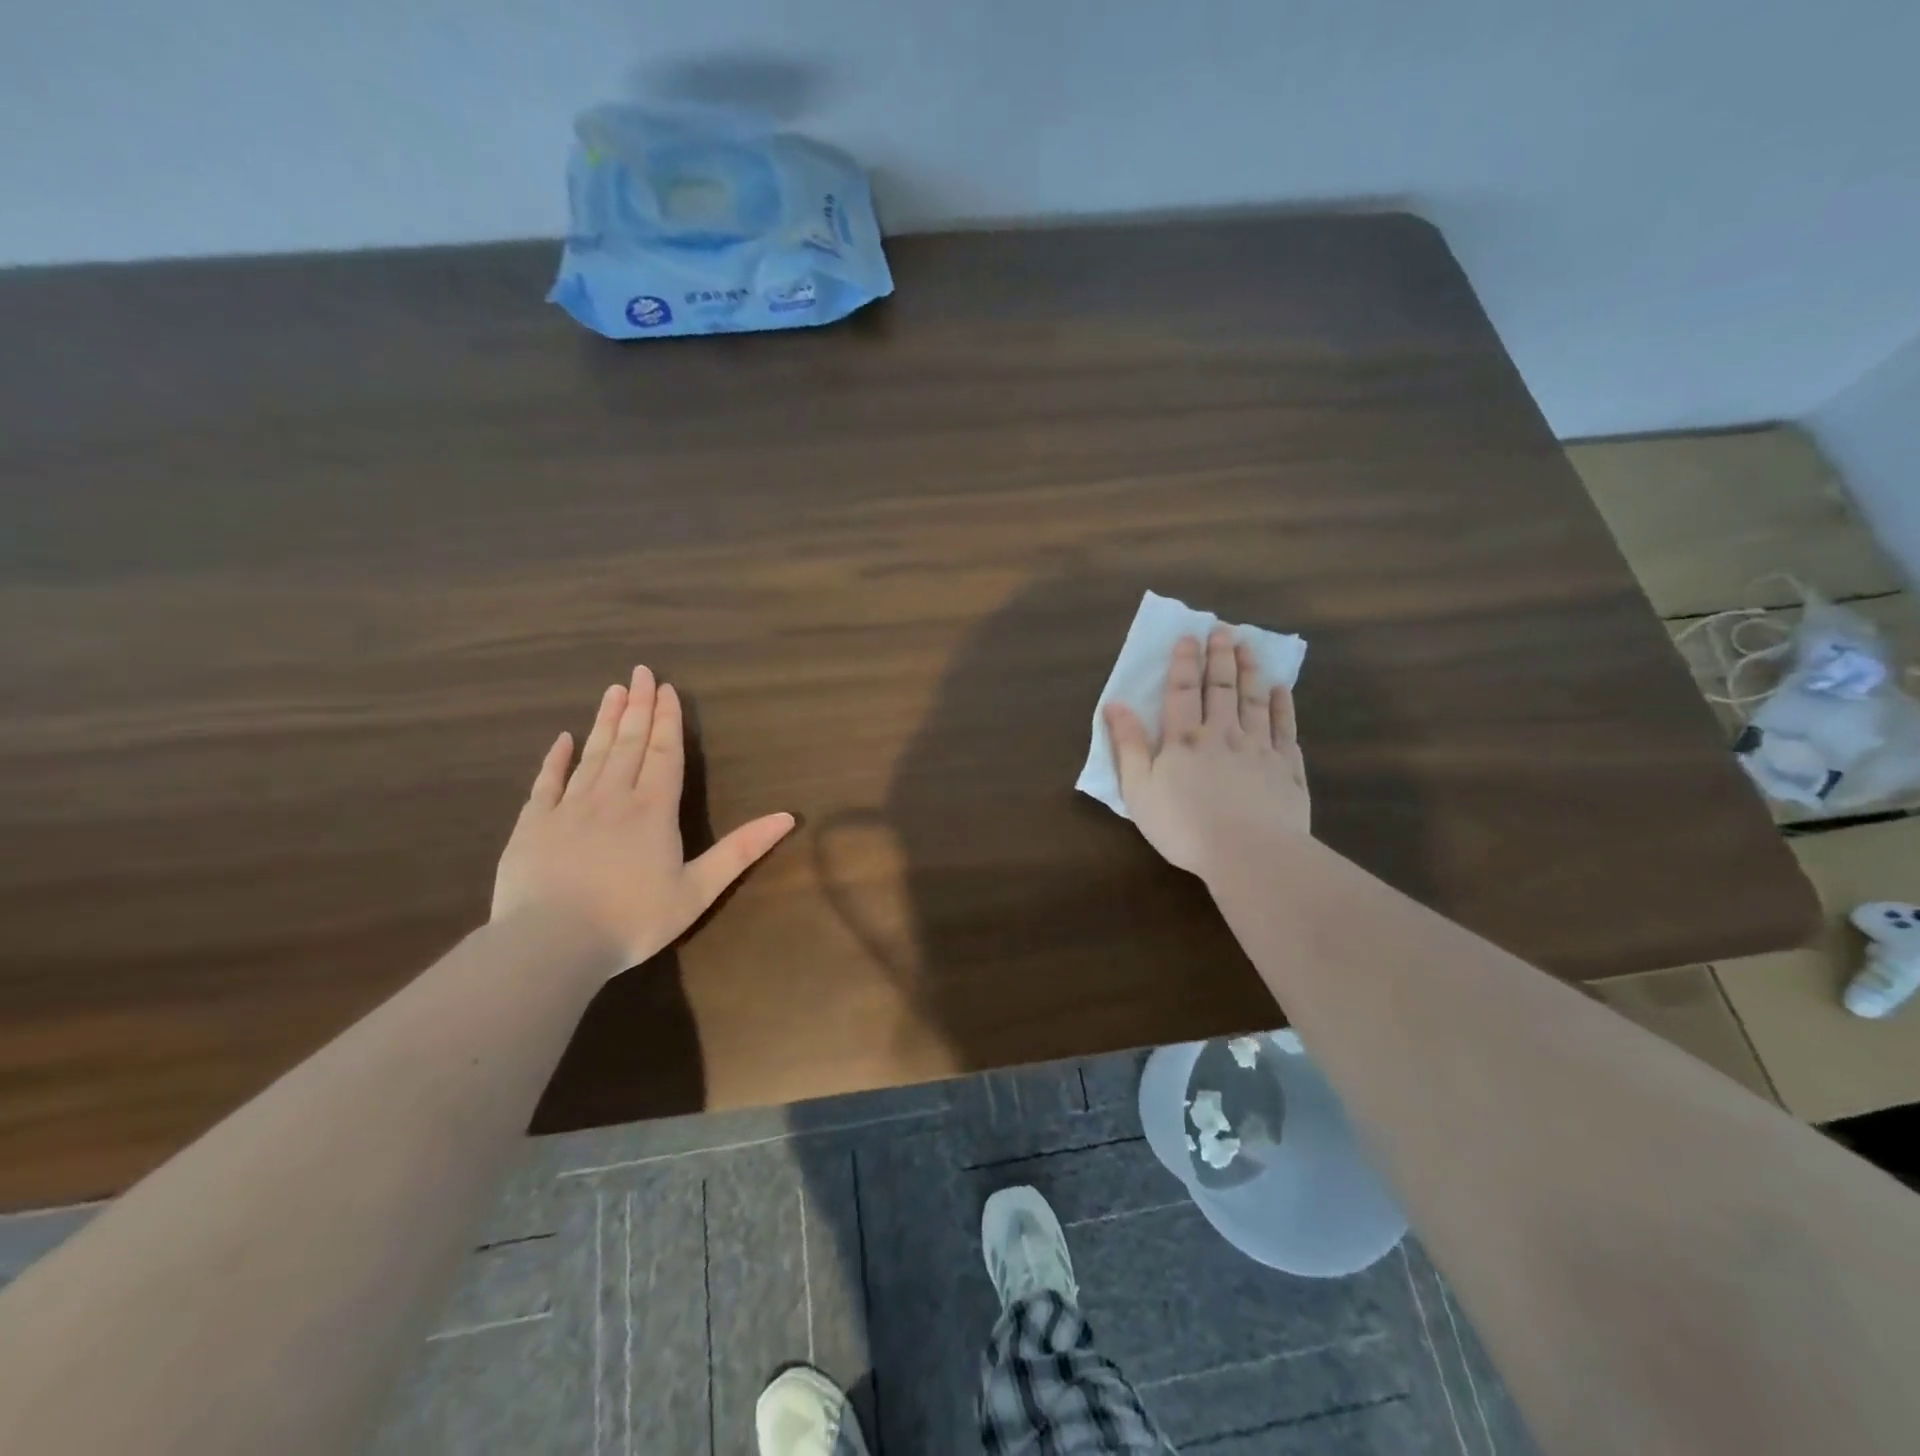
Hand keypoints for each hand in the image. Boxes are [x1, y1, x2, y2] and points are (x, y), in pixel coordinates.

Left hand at [491, 666, 794, 976]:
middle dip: (637, 706)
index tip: (666, 688)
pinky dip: (556, 758)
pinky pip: (546, 782)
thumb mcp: (698, 890)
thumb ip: (741, 850)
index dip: (667, 720)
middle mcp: (612, 797)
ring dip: (604, 721)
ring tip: (613, 690)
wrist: (551, 944)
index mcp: (653, 810)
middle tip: (640, 672)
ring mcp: (568, 807)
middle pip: (628, 743)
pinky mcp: (532, 824)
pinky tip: (563, 739)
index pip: (664, 753)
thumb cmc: (633, 920)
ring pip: (591, 754)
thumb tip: (787, 816)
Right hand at [1104, 626, 1309, 876]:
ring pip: (1255, 700)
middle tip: (1223, 630)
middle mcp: (1223, 734)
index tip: (1188, 636)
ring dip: (1250, 671)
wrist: (1248, 853)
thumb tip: (1114, 704)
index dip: (1184, 662)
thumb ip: (1127, 744)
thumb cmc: (1183, 825)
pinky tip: (1281, 690)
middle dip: (1220, 656)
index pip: (1183, 691)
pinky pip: (1285, 728)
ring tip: (1249, 647)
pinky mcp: (1287, 769)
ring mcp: (1259, 749)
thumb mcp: (1138, 789)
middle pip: (1222, 688)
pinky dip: (1282, 706)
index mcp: (1184, 739)